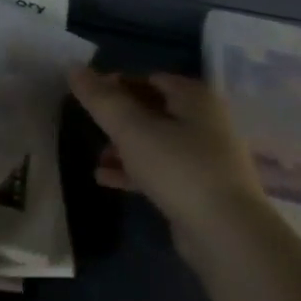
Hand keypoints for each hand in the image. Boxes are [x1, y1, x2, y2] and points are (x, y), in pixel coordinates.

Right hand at [68, 67, 269, 237]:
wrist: (225, 232)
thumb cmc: (179, 168)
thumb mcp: (133, 130)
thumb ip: (102, 100)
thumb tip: (74, 68)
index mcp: (195, 97)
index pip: (150, 78)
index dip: (118, 83)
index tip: (88, 97)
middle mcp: (204, 121)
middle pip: (154, 110)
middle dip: (120, 118)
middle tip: (89, 125)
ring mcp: (204, 156)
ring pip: (156, 142)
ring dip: (125, 147)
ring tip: (96, 157)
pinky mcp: (198, 187)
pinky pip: (160, 170)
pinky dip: (134, 171)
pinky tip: (105, 179)